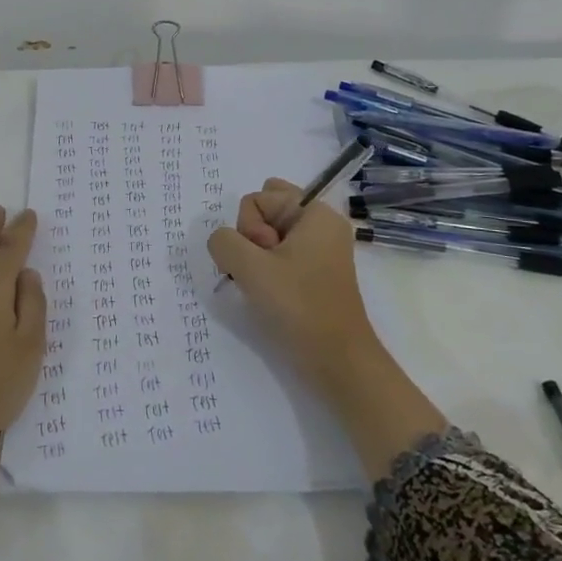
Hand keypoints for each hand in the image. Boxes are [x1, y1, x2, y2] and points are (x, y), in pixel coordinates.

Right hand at [208, 179, 446, 478]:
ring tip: (268, 287)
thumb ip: (224, 242)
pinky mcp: (315, 273)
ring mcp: (320, 249)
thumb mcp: (250, 268)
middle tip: (264, 271)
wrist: (338, 362)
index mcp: (315, 212)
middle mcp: (321, 223)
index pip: (258, 198)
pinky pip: (280, 255)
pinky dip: (267, 271)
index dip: (250, 229)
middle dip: (252, 238)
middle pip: (265, 212)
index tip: (265, 259)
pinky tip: (270, 295)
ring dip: (256, 259)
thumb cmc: (299, 307)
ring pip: (269, 236)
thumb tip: (223, 243)